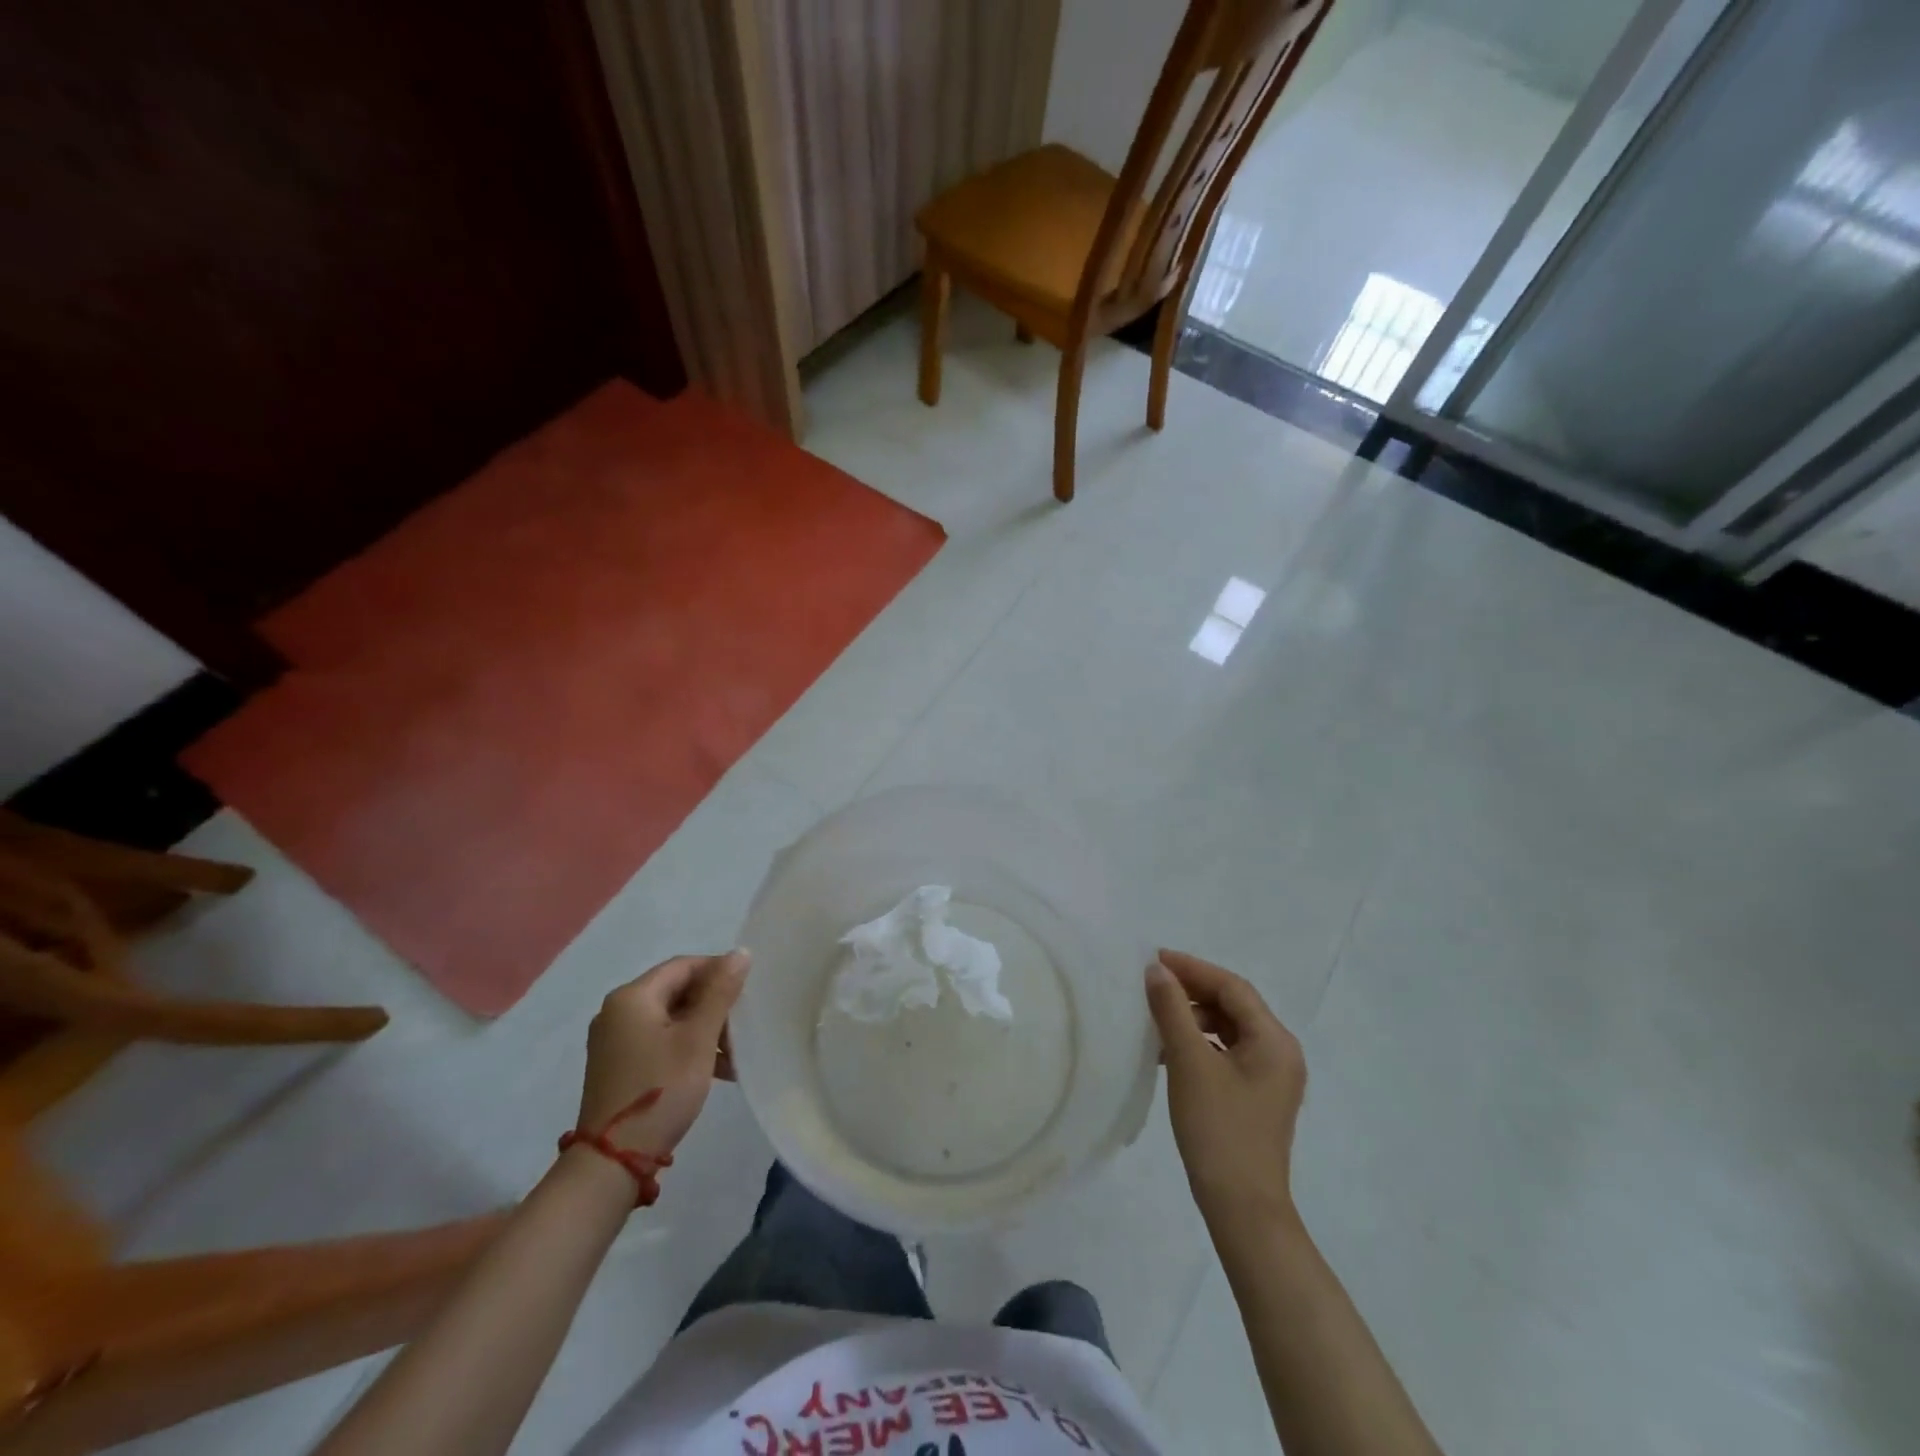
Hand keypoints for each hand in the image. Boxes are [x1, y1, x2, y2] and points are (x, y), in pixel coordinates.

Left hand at [575, 950, 749, 1158]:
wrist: (613, 1161)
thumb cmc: (660, 1089)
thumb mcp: (698, 1038)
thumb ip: (720, 992)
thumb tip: (740, 952)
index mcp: (632, 997)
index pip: (684, 966)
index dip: (719, 971)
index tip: (749, 989)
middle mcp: (618, 1011)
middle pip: (677, 991)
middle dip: (715, 1005)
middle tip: (744, 1024)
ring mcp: (616, 1041)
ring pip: (672, 1019)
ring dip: (706, 1030)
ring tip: (736, 1053)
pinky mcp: (619, 1065)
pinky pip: (661, 1041)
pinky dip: (689, 1047)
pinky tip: (718, 1070)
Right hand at [1146, 948, 1305, 1226]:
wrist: (1242, 1208)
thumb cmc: (1219, 1129)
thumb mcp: (1190, 1063)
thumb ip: (1173, 1010)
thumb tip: (1156, 970)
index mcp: (1274, 1040)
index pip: (1232, 987)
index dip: (1192, 968)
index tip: (1153, 959)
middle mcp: (1280, 1052)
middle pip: (1233, 1005)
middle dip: (1192, 990)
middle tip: (1150, 984)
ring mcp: (1271, 1076)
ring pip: (1228, 1028)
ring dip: (1193, 1017)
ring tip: (1155, 1016)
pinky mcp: (1256, 1094)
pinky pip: (1227, 1052)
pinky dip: (1199, 1043)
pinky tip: (1168, 1050)